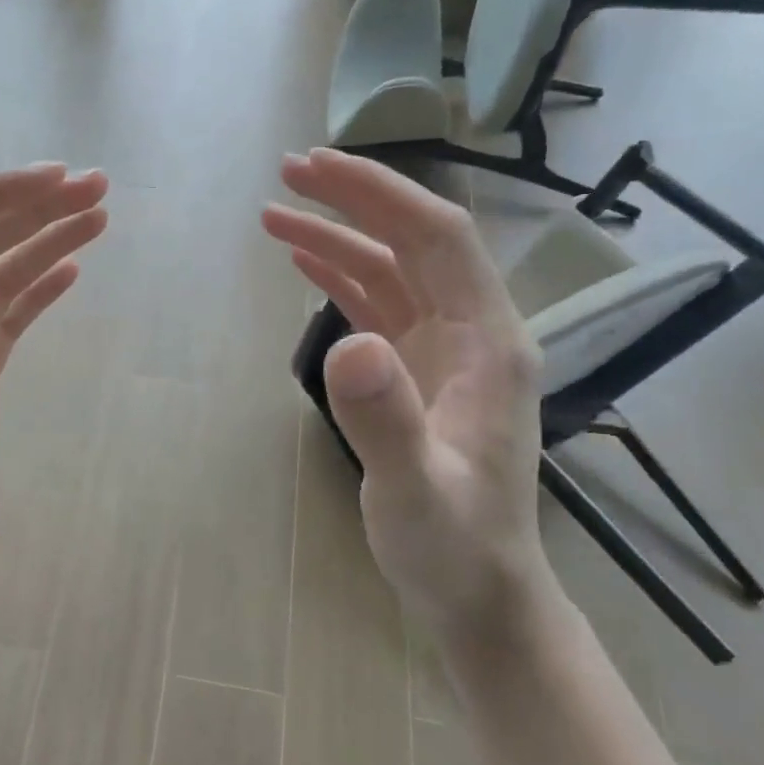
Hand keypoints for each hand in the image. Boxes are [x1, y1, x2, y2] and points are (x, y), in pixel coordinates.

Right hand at [263, 149, 553, 643]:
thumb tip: (345, 344)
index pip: (437, 238)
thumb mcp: (415, 493)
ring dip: (337, 239)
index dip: (379, 194)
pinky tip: (305, 267)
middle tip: (286, 175)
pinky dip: (341, 280)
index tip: (316, 169)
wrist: (477, 594)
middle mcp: (472, 334)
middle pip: (413, 242)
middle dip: (353, 202)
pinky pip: (379, 309)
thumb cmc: (454, 548)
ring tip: (275, 217)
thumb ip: (384, 420)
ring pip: (391, 272)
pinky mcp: (418, 376)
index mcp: (488, 343)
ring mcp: (445, 355)